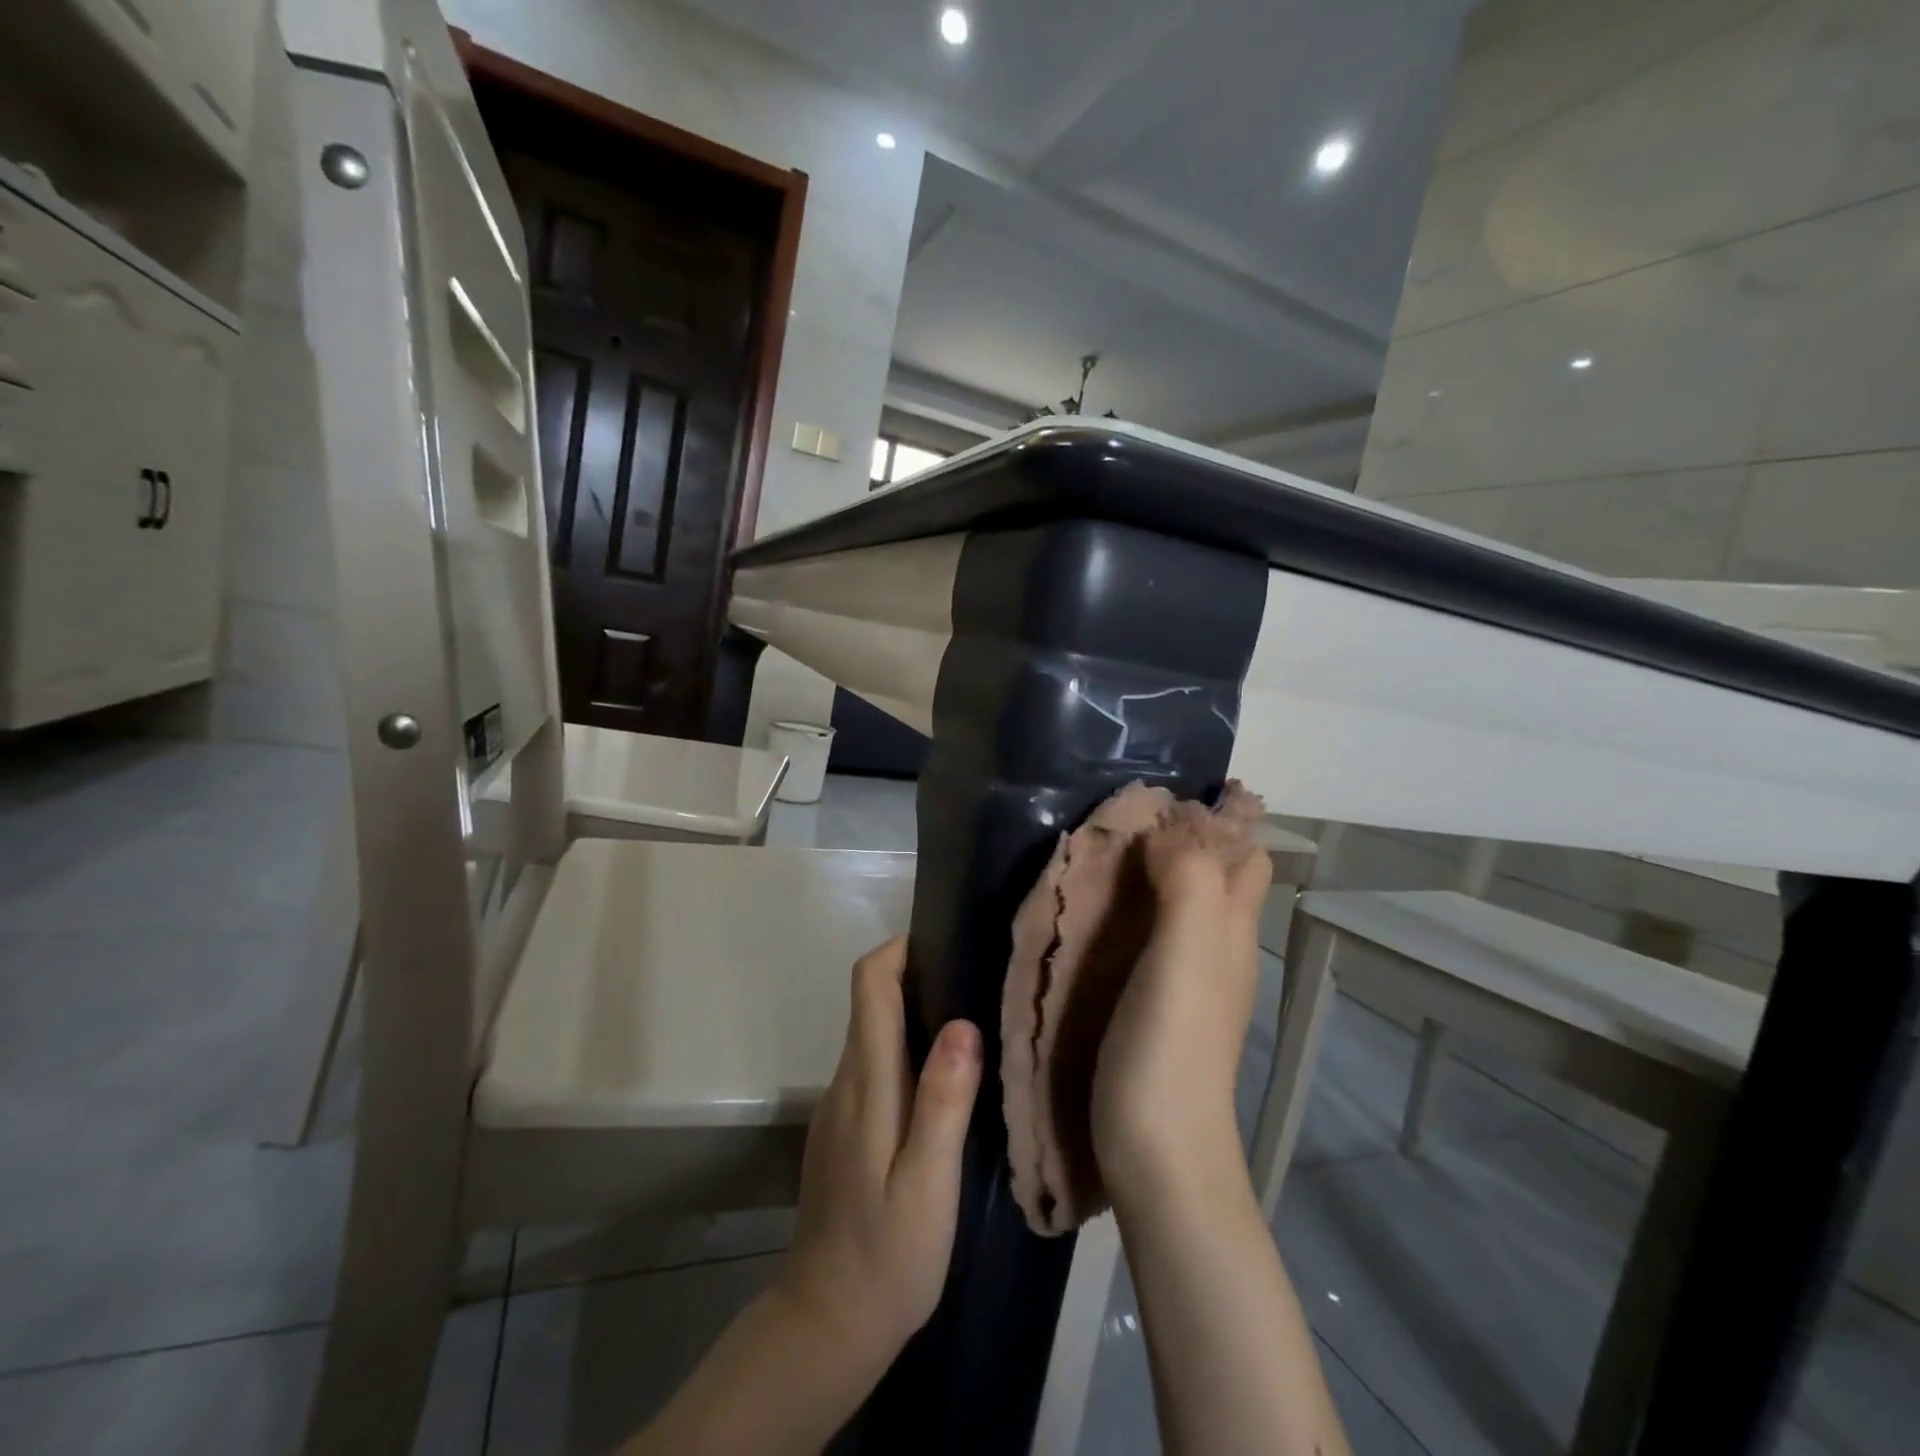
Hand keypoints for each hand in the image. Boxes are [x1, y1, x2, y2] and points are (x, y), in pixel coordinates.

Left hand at [775, 937, 982, 1371]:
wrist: (827, 1324)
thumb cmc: (887, 1255)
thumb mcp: (929, 1183)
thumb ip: (944, 1101)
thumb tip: (961, 1023)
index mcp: (866, 1083)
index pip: (869, 984)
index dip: (901, 950)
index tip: (947, 944)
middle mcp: (846, 1081)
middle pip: (872, 1001)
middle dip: (918, 977)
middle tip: (979, 984)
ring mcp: (840, 1106)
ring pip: (875, 1033)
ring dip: (916, 1016)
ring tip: (974, 1029)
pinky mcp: (844, 1128)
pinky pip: (875, 1067)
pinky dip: (906, 1053)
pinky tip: (945, 1084)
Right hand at [1091, 815, 1271, 1206]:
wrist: (1161, 1159)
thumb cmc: (1170, 1055)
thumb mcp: (1186, 959)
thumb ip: (1189, 885)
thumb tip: (1169, 828)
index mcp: (1231, 929)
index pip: (1245, 852)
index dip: (1218, 814)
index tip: (1162, 790)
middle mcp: (1219, 947)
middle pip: (1219, 873)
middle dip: (1186, 835)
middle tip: (1124, 817)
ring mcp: (1190, 978)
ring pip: (1185, 900)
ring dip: (1156, 867)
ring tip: (1103, 848)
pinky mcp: (1158, 1002)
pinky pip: (1155, 932)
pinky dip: (1135, 905)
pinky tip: (1097, 908)